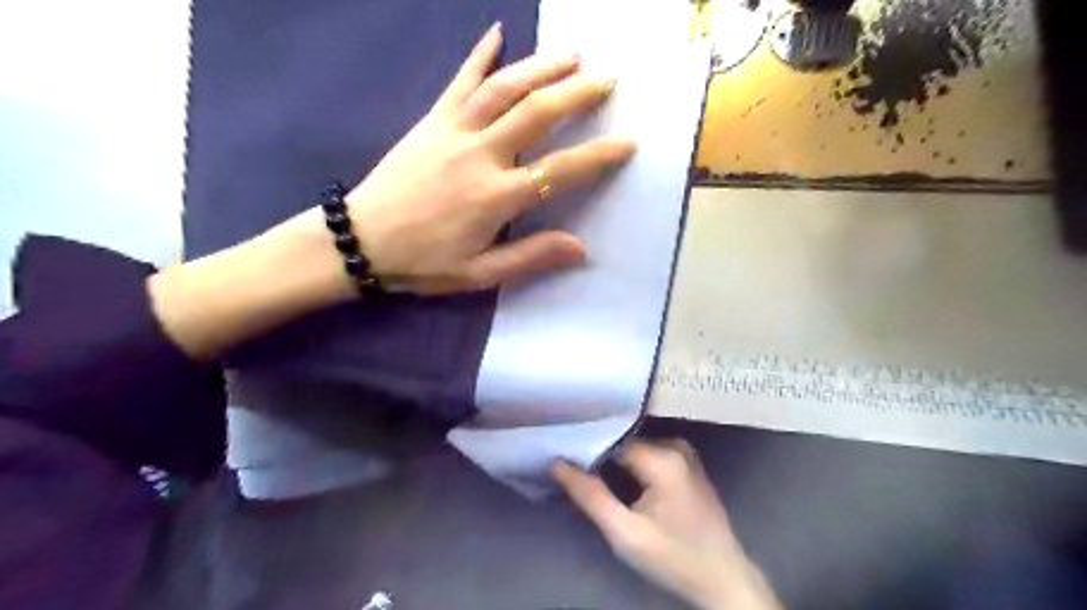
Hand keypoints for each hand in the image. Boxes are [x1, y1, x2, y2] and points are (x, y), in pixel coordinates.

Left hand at [151, 21, 637, 356]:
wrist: (361, 242)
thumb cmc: (424, 263)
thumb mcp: (480, 274)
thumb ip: (531, 256)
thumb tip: (581, 247)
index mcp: (497, 196)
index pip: (561, 169)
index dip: (599, 155)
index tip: (628, 142)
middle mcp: (481, 154)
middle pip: (537, 112)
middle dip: (578, 93)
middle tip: (608, 79)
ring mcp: (454, 131)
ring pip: (504, 87)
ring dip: (542, 67)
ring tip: (573, 55)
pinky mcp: (432, 121)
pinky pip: (460, 81)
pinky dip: (480, 54)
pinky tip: (498, 33)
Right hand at [553, 441, 782, 609]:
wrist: (723, 580)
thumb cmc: (674, 558)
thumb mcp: (625, 533)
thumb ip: (590, 496)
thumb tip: (556, 462)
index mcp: (663, 458)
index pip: (611, 440)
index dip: (585, 449)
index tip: (562, 457)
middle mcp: (676, 446)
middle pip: (624, 443)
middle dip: (599, 456)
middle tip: (572, 469)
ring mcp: (685, 454)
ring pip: (635, 448)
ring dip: (614, 461)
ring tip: (589, 473)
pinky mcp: (688, 465)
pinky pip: (649, 454)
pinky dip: (631, 464)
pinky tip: (617, 479)